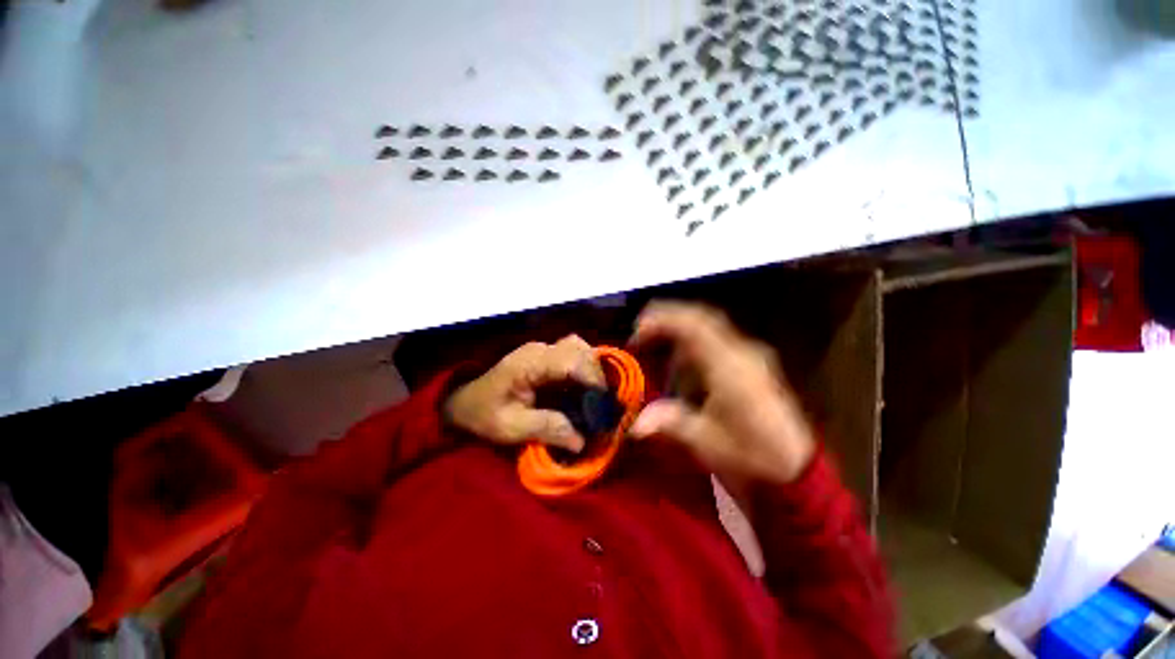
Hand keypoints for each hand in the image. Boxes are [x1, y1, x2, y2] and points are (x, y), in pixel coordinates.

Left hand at [445, 335, 605, 451]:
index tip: (604, 403)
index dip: (593, 379)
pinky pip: (572, 354)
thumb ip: (547, 429)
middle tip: (600, 402)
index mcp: (530, 363)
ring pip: (579, 348)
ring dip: (591, 368)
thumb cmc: (484, 415)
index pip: (571, 361)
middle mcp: (539, 349)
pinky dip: (584, 369)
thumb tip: (582, 440)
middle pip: (580, 349)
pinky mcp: (544, 356)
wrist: (464, 403)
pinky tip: (584, 388)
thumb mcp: (511, 428)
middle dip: (596, 373)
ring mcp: (542, 350)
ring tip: (594, 395)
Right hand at [628, 302, 815, 488]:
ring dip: (680, 332)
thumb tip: (634, 425)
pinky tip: (684, 365)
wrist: (796, 468)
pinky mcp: (752, 363)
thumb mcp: (706, 441)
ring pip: (709, 327)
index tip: (637, 331)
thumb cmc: (750, 454)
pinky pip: (717, 340)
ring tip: (657, 347)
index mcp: (729, 367)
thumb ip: (669, 423)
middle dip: (668, 317)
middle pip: (701, 317)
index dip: (661, 321)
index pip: (693, 326)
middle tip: (641, 329)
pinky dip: (694, 343)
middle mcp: (741, 352)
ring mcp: (750, 355)